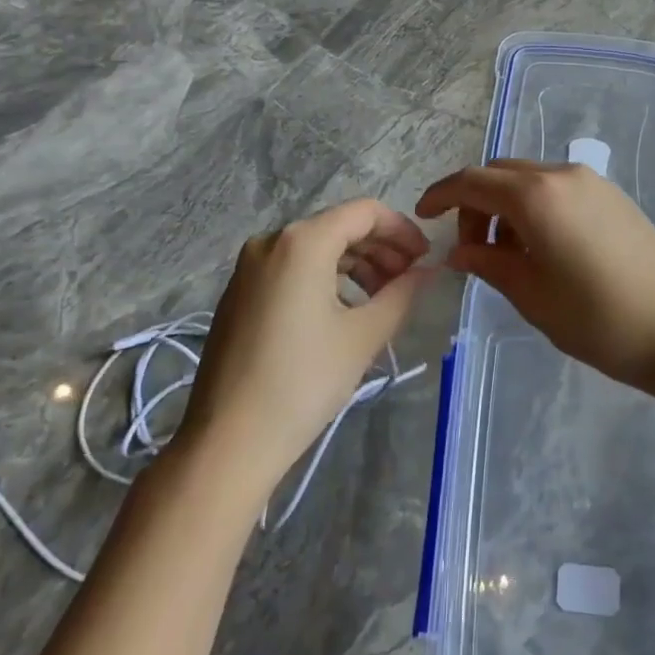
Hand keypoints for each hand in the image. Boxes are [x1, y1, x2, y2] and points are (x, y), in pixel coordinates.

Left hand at [180, 199, 429, 485]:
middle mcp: (271, 241)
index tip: (426, 258)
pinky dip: (325, 278)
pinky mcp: (238, 294)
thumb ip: (402, 293)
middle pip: (339, 227)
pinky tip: (344, 312)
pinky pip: (292, 269)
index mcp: (303, 241)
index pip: (365, 212)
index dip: (402, 229)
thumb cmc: (303, 381)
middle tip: (409, 280)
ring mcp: (249, 267)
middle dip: (380, 249)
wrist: (227, 442)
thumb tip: (427, 271)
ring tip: (381, 300)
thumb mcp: (363, 335)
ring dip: (356, 265)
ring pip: (316, 249)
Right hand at [415, 161, 654, 388]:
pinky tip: (544, 247)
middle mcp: (562, 175)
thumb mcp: (530, 294)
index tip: (423, 215)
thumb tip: (460, 253)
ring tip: (510, 255)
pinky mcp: (612, 195)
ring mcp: (592, 182)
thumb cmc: (595, 318)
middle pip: (501, 174)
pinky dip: (536, 206)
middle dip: (476, 204)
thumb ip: (487, 264)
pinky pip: (559, 188)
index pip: (472, 182)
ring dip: (507, 205)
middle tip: (473, 250)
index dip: (441, 195)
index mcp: (536, 196)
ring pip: (530, 179)